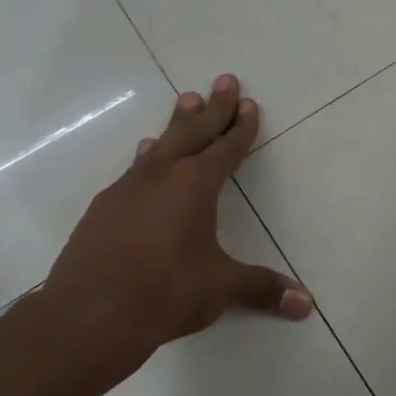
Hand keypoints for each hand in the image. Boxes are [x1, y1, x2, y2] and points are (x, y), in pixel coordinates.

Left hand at [36, 75, 312, 386]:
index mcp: (195, 185)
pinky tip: (145, 157)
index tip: (249, 104)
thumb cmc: (165, 293)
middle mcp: (161, 176)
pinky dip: (148, 156)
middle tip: (224, 80)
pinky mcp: (103, 209)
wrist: (88, 315)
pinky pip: (134, 170)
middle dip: (213, 108)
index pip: (226, 148)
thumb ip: (262, 289)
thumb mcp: (221, 289)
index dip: (241, 127)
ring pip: (160, 146)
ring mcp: (127, 189)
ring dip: (177, 124)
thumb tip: (307, 304)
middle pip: (193, 132)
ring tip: (185, 101)